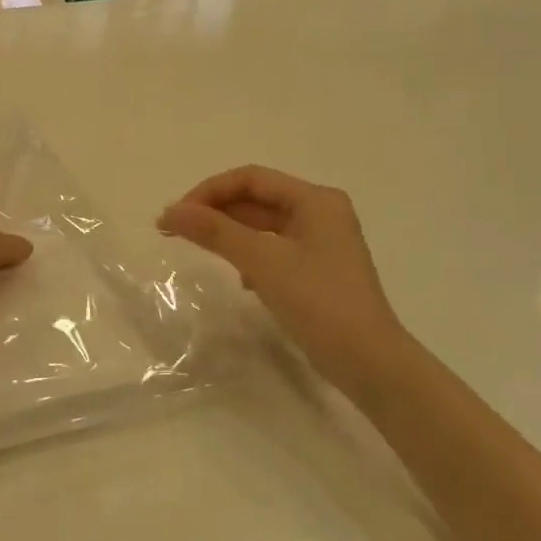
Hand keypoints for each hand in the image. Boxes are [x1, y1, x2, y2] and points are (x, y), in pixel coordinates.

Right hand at [159, 166, 400, 377]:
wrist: (369, 363)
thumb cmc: (319, 302)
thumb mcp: (262, 262)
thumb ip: (215, 231)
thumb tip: (171, 211)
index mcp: (315, 200)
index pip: (251, 178)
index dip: (208, 191)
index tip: (175, 215)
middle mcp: (320, 213)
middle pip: (257, 199)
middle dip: (215, 211)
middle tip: (174, 230)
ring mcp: (321, 242)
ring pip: (263, 225)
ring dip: (229, 232)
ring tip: (196, 247)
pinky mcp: (317, 270)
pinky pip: (273, 249)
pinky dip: (249, 255)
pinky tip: (238, 277)